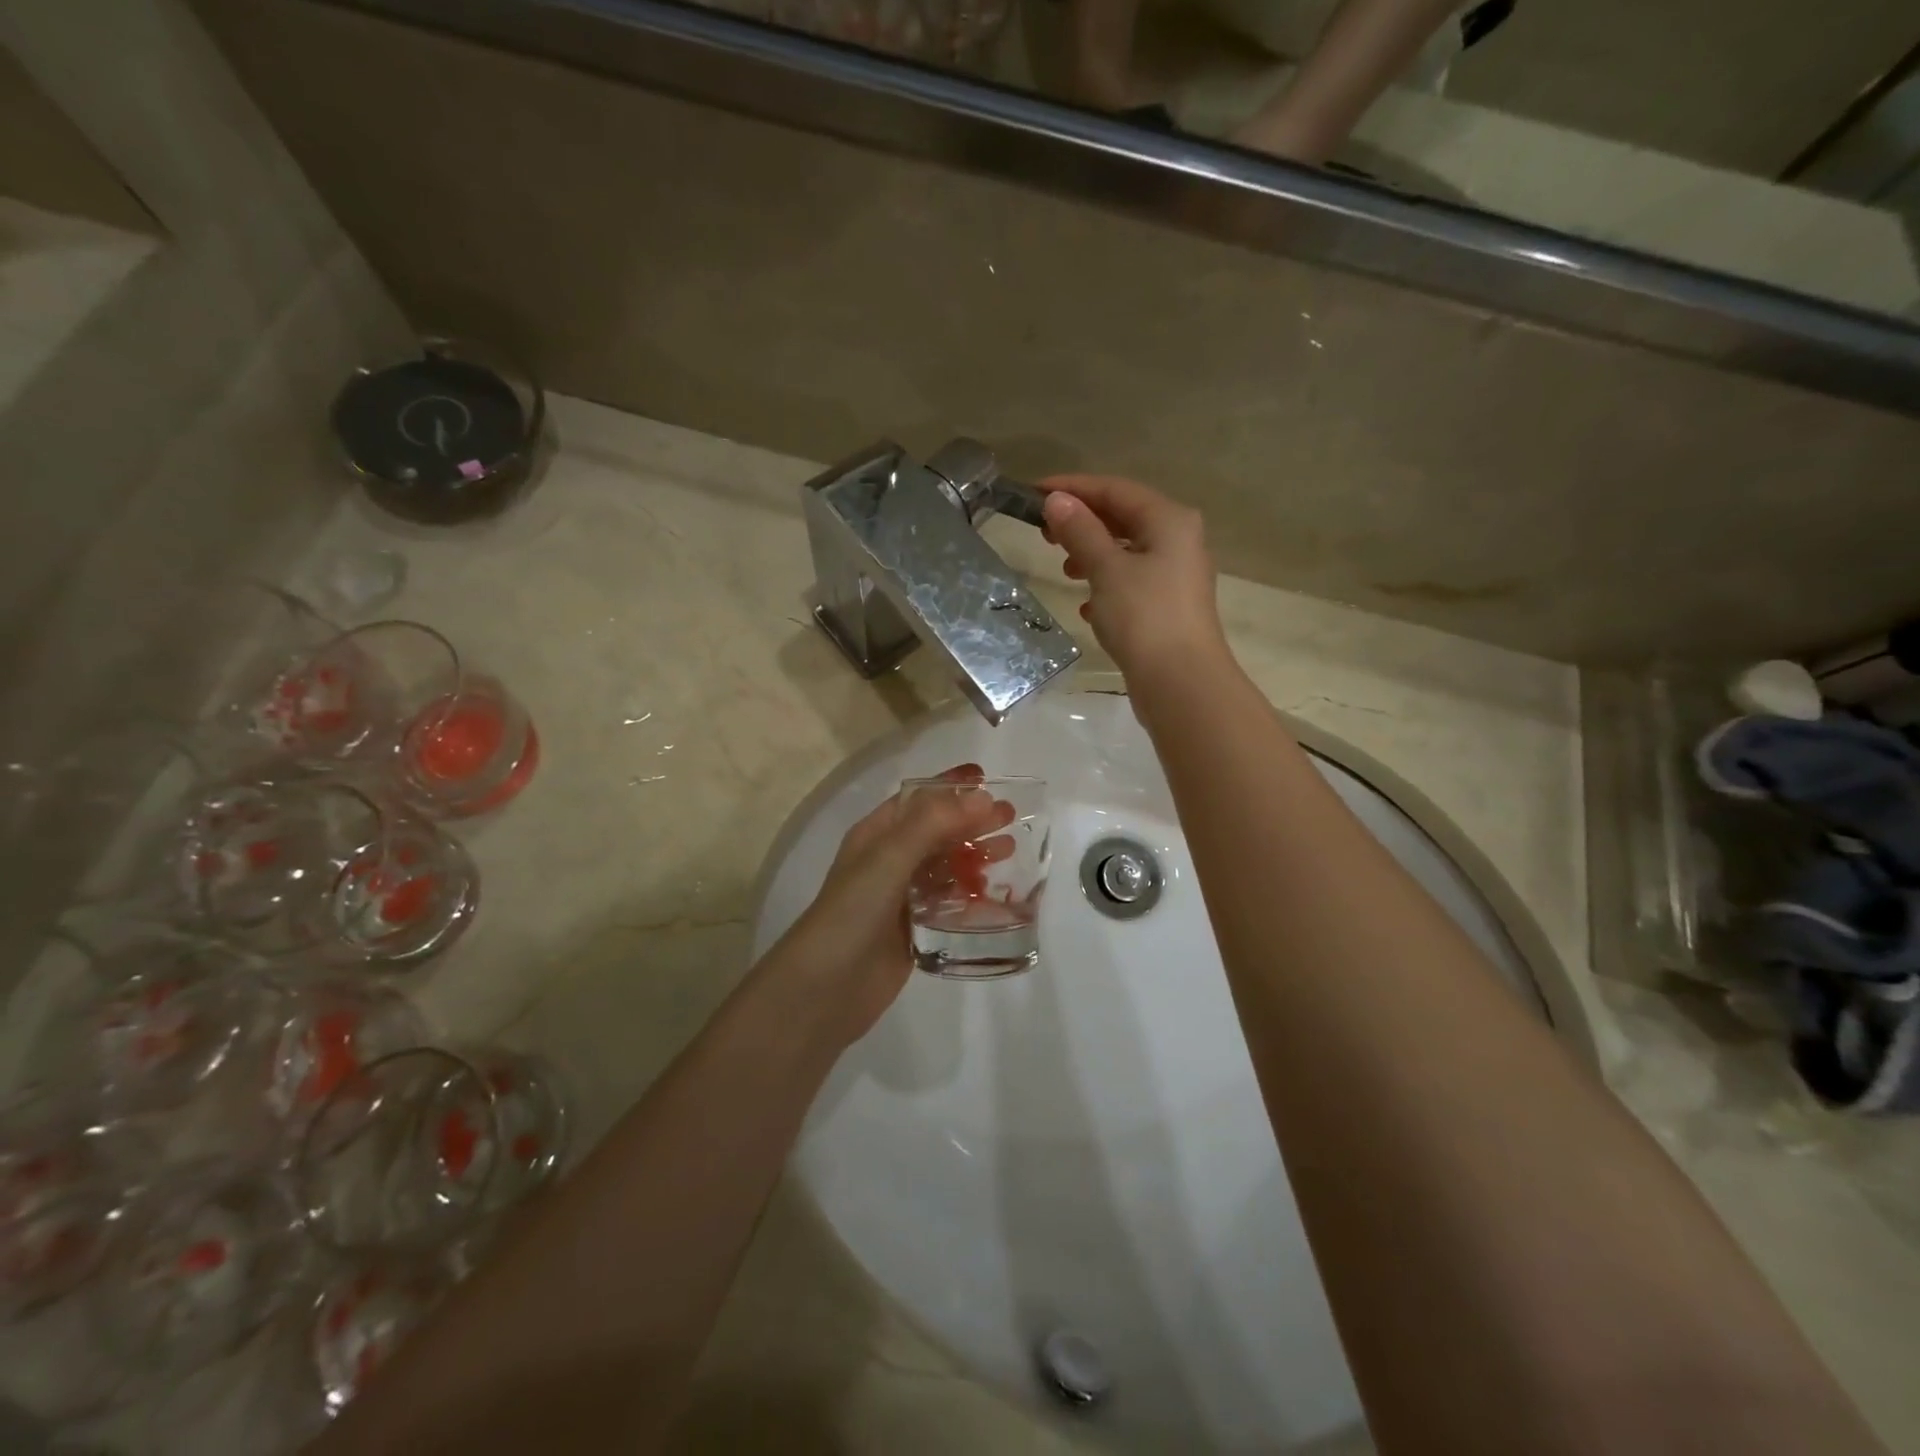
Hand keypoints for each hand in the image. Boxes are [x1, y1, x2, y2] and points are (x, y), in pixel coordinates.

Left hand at [761, 765, 1012, 1046]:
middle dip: (971, 821)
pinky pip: (948, 903)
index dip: (950, 787)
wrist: (825, 990)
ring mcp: (901, 897)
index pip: (917, 799)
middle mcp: (887, 861)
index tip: (988, 779)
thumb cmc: (853, 913)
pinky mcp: (914, 929)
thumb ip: (933, 824)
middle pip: (936, 831)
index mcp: (875, 835)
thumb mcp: (889, 859)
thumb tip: (982, 796)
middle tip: (1011, 818)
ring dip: (974, 855)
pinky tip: (995, 895)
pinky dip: (971, 894)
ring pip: (945, 867)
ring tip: (1009, 851)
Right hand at [1039, 475, 1226, 679]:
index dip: (1073, 488)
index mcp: (1169, 520)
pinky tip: (1088, 607)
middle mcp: (1179, 540)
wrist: (1181, 682)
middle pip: (1123, 518)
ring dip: (1093, 555)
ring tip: (1065, 570)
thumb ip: (1080, 531)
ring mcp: (1176, 575)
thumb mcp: (1106, 569)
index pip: (1115, 489)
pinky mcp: (1169, 607)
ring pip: (1127, 552)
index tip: (1034, 494)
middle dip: (1082, 523)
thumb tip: (1057, 500)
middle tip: (1044, 533)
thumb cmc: (1144, 617)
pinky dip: (1107, 586)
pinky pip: (1132, 583)